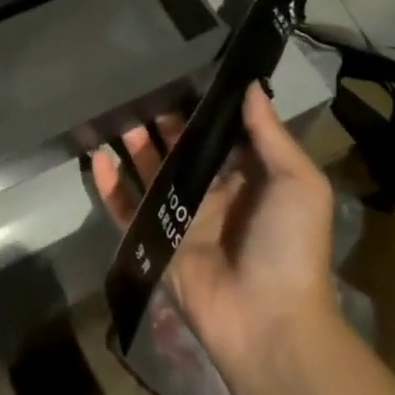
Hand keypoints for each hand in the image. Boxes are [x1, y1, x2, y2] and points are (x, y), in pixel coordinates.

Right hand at [91, 82, 338, 375]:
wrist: (270, 325)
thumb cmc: (289, 246)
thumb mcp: (298, 183)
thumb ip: (270, 133)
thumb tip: (249, 83)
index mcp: (246, 178)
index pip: (217, 132)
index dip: (199, 104)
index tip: (179, 70)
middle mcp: (211, 192)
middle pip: (178, 146)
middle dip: (161, 119)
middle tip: (137, 84)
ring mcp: (180, 218)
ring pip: (149, 170)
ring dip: (134, 143)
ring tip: (115, 111)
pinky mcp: (155, 241)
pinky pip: (126, 207)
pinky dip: (109, 184)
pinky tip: (96, 157)